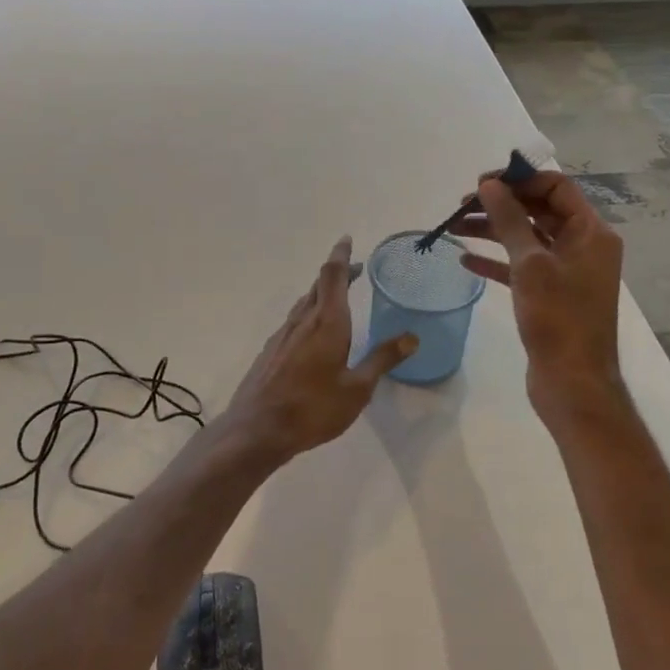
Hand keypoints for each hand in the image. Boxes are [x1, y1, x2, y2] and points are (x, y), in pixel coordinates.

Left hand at [223, 237, 415, 459]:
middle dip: (338, 274)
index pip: (334, 276)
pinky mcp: (271, 351)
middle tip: (356, 270)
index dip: (342, 256)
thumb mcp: (357, 388)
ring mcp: (283, 335)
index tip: (347, 240)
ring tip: (339, 298)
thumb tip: (411, 337)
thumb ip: (382, 359)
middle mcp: (303, 321)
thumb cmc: (313, 408)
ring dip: (322, 294)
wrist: (257, 429)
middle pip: (319, 285)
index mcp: (327, 323)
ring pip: (305, 303)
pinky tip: (314, 334)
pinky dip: (310, 315)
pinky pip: (294, 322)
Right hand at [449, 170, 628, 431]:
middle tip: (462, 206)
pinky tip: (465, 262)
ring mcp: (568, 272)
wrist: (573, 384)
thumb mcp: (530, 264)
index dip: (519, 179)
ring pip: (526, 238)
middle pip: (539, 210)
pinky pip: (521, 268)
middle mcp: (584, 246)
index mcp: (591, 232)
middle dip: (500, 204)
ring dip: (492, 231)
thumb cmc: (558, 319)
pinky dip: (496, 262)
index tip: (481, 183)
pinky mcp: (551, 296)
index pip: (556, 187)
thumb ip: (509, 219)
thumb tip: (490, 185)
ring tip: (453, 229)